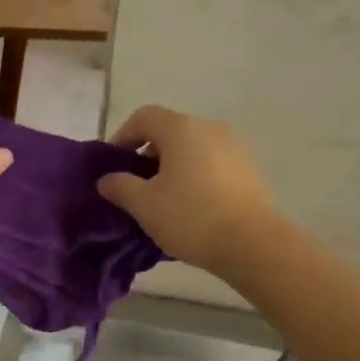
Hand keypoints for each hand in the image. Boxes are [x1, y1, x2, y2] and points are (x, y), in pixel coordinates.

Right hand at [96, 105, 278, 273]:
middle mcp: (210, 128)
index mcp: (181, 129)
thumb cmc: (190, 217)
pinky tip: (192, 209)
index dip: (123, 137)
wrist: (252, 243)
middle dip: (148, 157)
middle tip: (136, 189)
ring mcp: (235, 148)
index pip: (143, 117)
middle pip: (170, 132)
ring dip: (173, 169)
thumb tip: (107, 179)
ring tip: (164, 202)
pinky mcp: (250, 170)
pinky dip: (196, 178)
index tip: (114, 167)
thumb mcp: (143, 204)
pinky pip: (213, 166)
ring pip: (193, 150)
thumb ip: (120, 187)